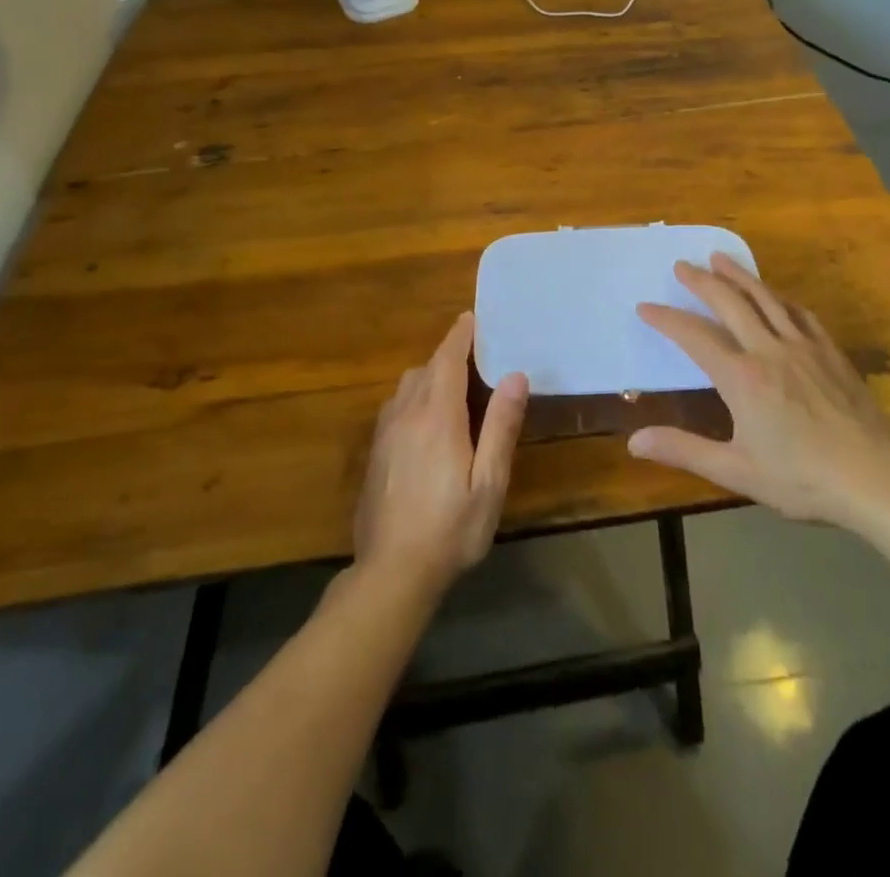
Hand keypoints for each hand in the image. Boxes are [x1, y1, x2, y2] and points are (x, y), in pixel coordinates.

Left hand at [353, 312, 528, 597]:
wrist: (391, 572)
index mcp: (437, 417)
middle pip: (425, 369)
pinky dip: (413, 398)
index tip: (472, 317)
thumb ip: (501, 427)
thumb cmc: (451, 528)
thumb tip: (515, 375)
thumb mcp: (489, 482)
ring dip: (429, 376)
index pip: (447, 360)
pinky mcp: (375, 453)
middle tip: (475, 357)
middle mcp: (406, 415)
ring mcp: (385, 434)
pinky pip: (395, 407)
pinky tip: (426, 423)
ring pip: (406, 387)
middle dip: (447, 356)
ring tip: (453, 388)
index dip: (460, 336)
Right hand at [629, 254, 889, 524]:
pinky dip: (779, 296)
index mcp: (741, 378)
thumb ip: (684, 450)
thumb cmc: (802, 479)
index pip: (694, 336)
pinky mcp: (829, 351)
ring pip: (765, 298)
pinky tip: (774, 293)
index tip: (645, 306)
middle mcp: (768, 350)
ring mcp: (803, 346)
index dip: (667, 319)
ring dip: (738, 275)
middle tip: (681, 265)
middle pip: (730, 302)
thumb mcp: (736, 471)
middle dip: (701, 282)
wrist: (876, 476)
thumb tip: (634, 441)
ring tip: (719, 258)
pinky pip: (799, 312)